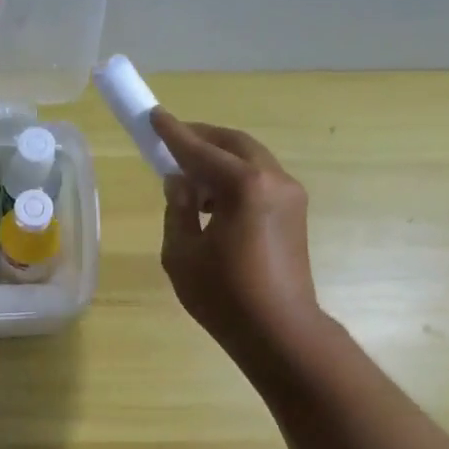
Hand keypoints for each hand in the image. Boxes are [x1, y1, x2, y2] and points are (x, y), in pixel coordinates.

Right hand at [148, 108, 325, 370]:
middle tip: (172, 140)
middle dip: (201, 139)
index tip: (154, 116)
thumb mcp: (182, 252)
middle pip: (233, 144)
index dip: (173, 134)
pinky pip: (260, 180)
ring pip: (250, 161)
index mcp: (244, 186)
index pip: (200, 150)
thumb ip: (177, 208)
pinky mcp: (294, 214)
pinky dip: (234, 179)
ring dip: (219, 160)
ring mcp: (290, 195)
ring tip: (188, 175)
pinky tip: (212, 200)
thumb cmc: (224, 296)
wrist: (280, 332)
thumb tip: (180, 181)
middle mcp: (273, 180)